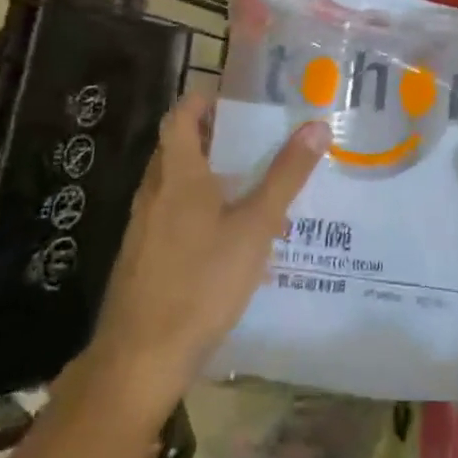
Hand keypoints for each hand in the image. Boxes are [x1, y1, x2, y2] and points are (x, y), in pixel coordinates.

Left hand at [82, 95, 328, 423]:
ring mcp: (143, 228)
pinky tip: (228, 241)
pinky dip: (198, 213)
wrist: (140, 359)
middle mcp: (154, 193)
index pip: (182, 117)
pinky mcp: (142, 258)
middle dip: (213, 139)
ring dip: (208, 178)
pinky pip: (172, 218)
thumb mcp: (255, 227)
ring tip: (251, 189)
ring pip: (176, 186)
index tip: (235, 99)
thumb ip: (285, 176)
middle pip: (178, 149)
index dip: (203, 100)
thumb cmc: (201, 282)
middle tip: (255, 141)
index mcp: (178, 175)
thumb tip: (317, 125)